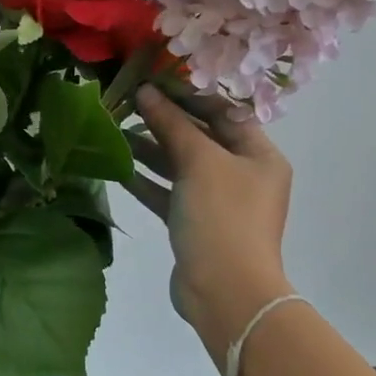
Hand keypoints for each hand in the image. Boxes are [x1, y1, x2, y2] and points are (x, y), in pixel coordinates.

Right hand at [126, 86, 293, 360]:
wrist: (225, 292)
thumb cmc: (222, 217)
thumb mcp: (199, 161)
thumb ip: (172, 124)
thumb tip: (147, 91)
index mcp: (259, 155)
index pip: (224, 112)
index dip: (189, 95)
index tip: (153, 83)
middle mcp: (243, 175)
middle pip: (201, 137)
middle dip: (165, 121)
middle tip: (128, 104)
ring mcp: (219, 202)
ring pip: (182, 166)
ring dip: (151, 149)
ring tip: (116, 131)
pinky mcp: (196, 225)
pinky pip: (171, 194)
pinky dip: (148, 181)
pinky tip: (119, 168)